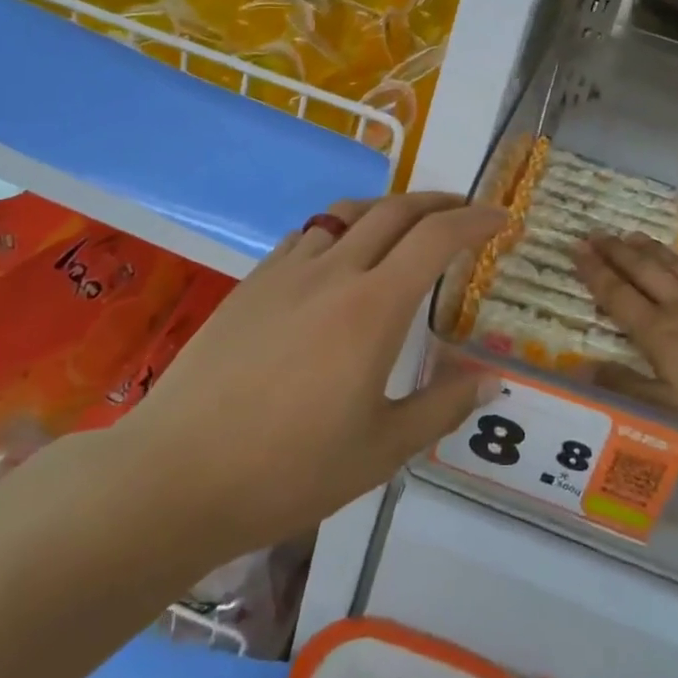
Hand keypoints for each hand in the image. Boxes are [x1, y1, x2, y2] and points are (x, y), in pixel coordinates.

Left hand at [118, 194, 503, 561]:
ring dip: (389, 208)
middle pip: (396, 211)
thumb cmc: (288, 470)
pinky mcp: (252, 283)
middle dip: (440, 202)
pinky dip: (341, 229)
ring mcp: (287, 272)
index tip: (501, 219)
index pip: (437, 238)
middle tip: (466, 212)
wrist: (175, 474)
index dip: (475, 220)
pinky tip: (341, 257)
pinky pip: (309, 235)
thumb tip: (490, 381)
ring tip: (408, 224)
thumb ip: (441, 407)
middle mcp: (334, 272)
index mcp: (373, 307)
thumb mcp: (380, 450)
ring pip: (348, 213)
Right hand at [574, 233, 677, 460]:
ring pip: (676, 266)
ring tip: (632, 235)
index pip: (618, 295)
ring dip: (651, 249)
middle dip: (616, 251)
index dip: (594, 271)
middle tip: (595, 233)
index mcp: (662, 334)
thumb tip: (582, 369)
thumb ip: (632, 386)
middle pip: (643, 271)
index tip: (575, 248)